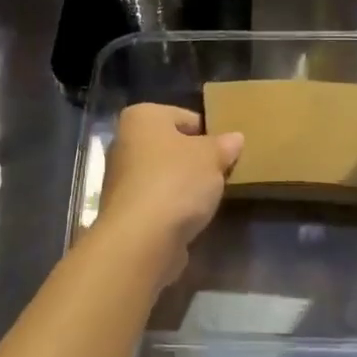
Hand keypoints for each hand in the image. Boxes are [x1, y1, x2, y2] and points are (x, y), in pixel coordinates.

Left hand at [95, 104, 243, 268]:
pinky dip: (173, 206)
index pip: (185, 117)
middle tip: (222, 174)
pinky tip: (191, 217)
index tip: (227, 153)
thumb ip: (224, 145)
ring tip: (210, 198)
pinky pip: (158, 200)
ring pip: (165, 174)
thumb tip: (235, 138)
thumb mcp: (212, 157)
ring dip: (185, 185)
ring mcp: (121, 178)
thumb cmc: (176, 182)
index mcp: (142, 117)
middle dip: (196, 159)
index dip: (210, 134)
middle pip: (172, 146)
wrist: (141, 239)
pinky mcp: (125, 210)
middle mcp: (124, 142)